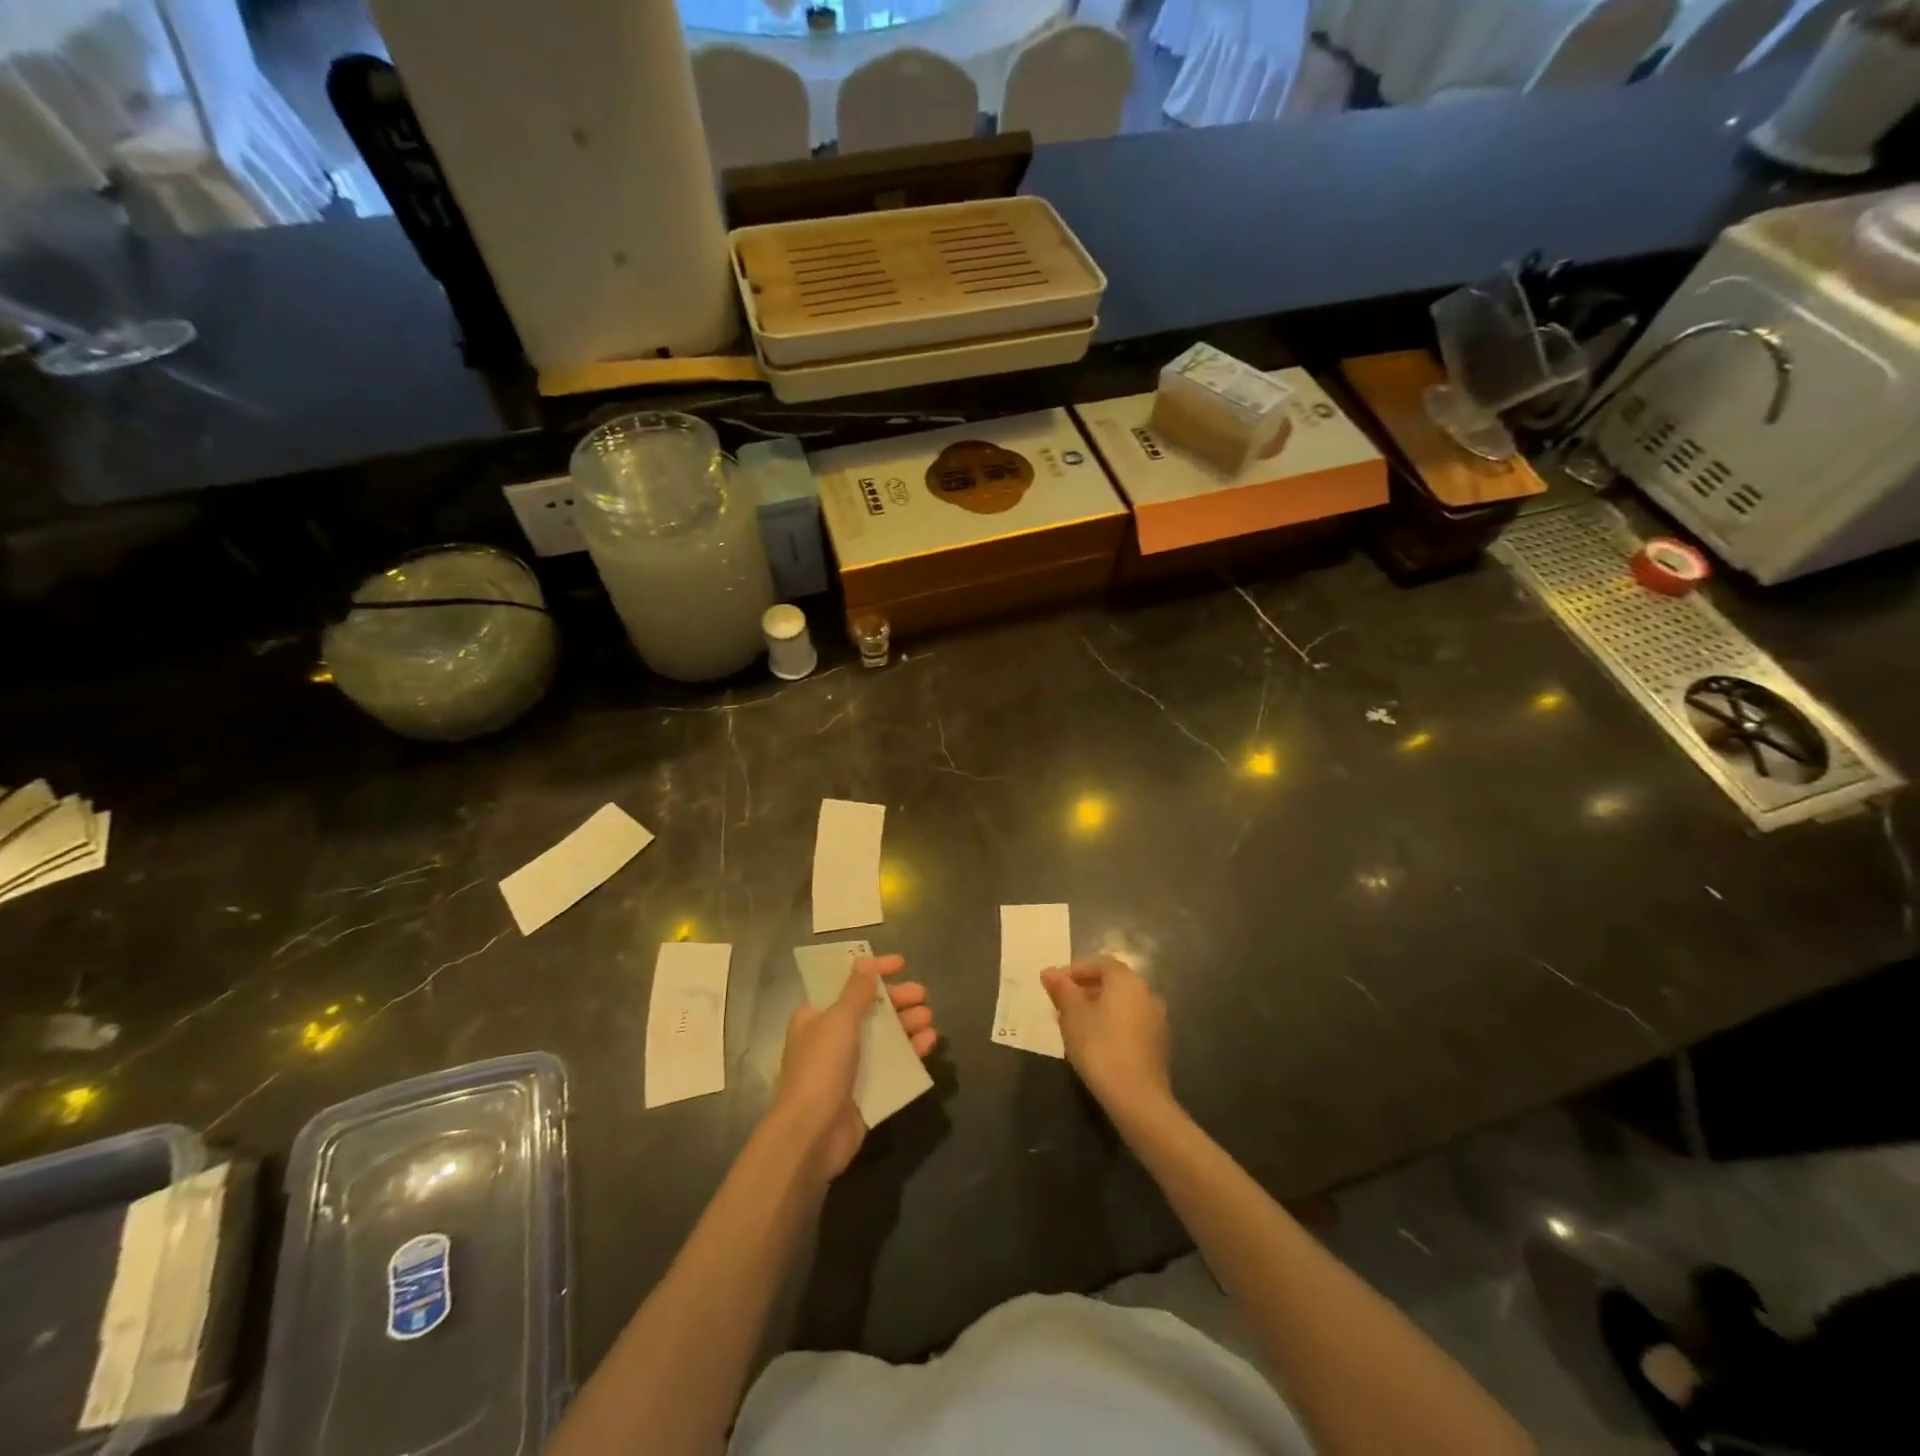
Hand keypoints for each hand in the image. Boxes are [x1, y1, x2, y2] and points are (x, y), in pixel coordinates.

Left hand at [771, 954, 937, 1179]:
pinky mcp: (867, 1091)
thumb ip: (856, 991)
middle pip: (870, 1010)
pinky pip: (893, 1065)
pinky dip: (911, 1052)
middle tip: (923, 995)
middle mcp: (832, 1038)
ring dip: (907, 1024)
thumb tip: (864, 961)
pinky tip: (929, 1044)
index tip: (901, 963)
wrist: (811, 1136)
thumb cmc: (820, 1068)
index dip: (873, 971)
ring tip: (929, 1019)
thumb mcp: (838, 1021)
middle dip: (897, 1000)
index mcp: (817, 1016)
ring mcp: (851, 1067)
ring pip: (885, 1037)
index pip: (846, 984)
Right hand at [1041, 957, 1171, 1119]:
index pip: (1099, 964)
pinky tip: (1096, 1043)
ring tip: (1075, 1026)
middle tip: (1061, 1005)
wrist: (1136, 1097)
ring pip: (1122, 1006)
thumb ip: (1062, 989)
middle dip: (1085, 990)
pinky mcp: (1159, 1046)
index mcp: (1127, 980)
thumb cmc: (1099, 1046)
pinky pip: (1131, 1025)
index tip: (1053, 985)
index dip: (1074, 971)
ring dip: (1099, 1009)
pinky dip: (1113, 1026)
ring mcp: (1157, 1021)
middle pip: (1112, 983)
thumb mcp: (1072, 1014)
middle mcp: (1147, 994)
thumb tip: (1049, 973)